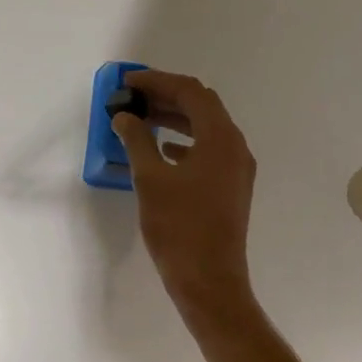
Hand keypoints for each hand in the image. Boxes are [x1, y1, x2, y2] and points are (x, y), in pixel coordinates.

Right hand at [110, 70, 256, 310]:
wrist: (209, 281)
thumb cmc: (179, 227)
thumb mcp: (150, 179)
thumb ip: (137, 140)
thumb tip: (125, 117)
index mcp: (220, 138)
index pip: (190, 92)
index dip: (158, 81)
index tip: (128, 82)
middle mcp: (235, 147)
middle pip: (201, 106)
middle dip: (166, 96)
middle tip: (133, 97)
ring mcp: (236, 169)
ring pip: (205, 128)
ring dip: (174, 118)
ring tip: (141, 119)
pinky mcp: (230, 187)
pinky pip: (207, 150)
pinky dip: (183, 141)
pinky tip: (161, 151)